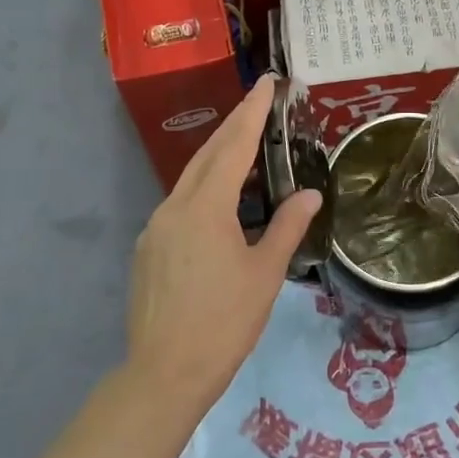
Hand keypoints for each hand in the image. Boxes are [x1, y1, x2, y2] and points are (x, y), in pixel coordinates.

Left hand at [126, 74, 321, 420]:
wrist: (163, 375)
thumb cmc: (223, 323)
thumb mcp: (266, 273)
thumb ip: (287, 227)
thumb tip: (309, 194)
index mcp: (205, 207)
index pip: (234, 145)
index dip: (252, 112)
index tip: (266, 82)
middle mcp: (175, 206)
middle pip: (208, 153)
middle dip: (234, 124)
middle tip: (258, 100)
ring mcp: (156, 227)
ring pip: (191, 178)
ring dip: (219, 155)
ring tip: (245, 143)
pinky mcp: (148, 248)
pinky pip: (181, 203)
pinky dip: (205, 187)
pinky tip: (221, 199)